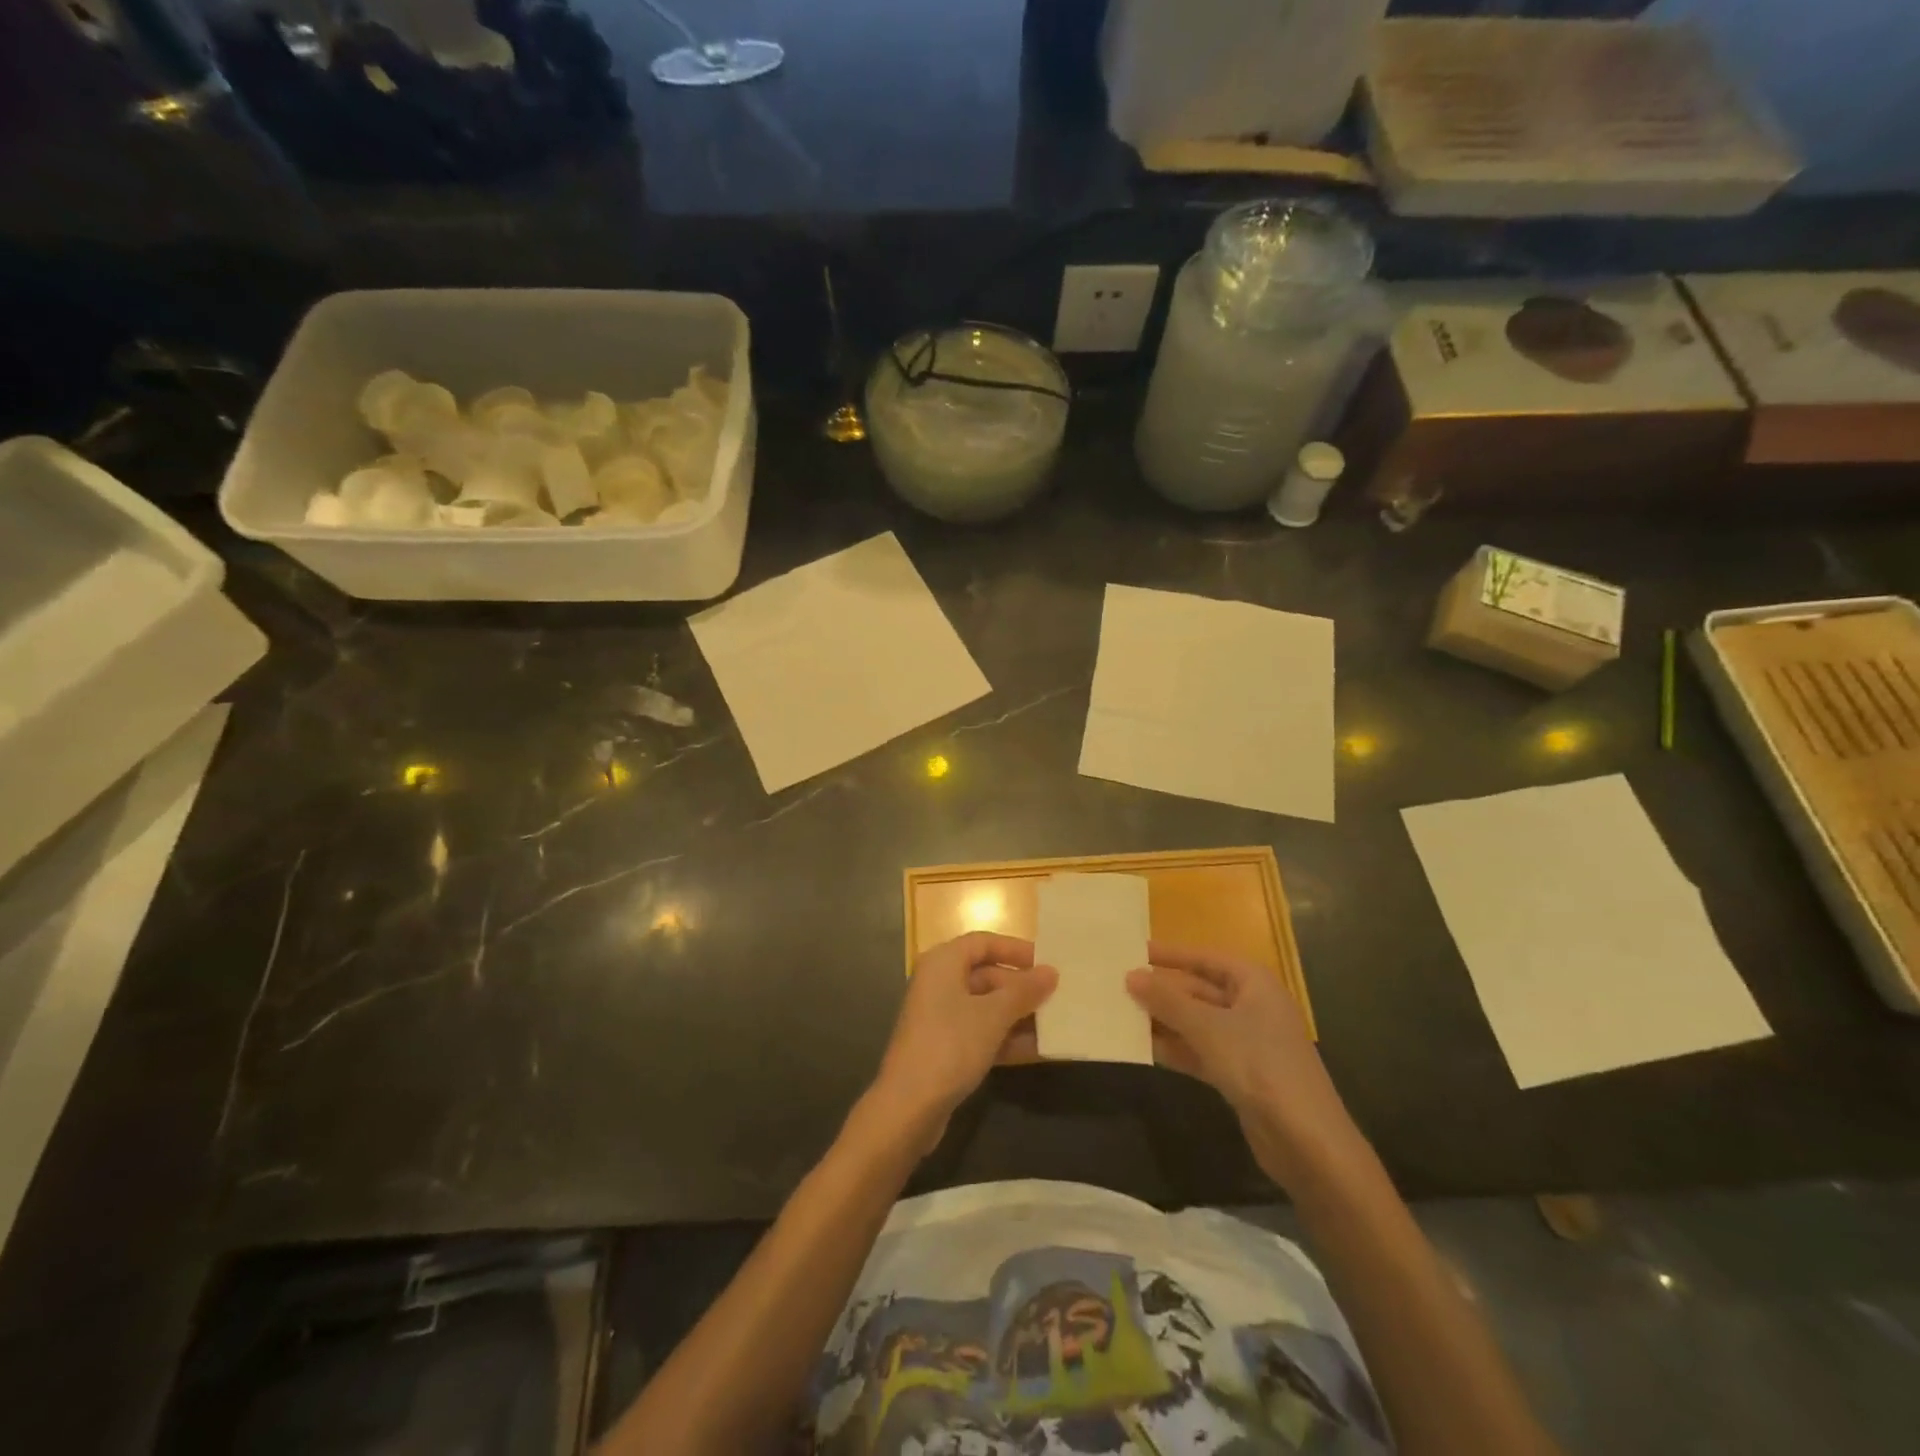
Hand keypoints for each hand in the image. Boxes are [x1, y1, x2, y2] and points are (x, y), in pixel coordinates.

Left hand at [873, 933, 1057, 1145]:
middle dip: (1021, 987)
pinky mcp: (945, 1048)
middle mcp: (939, 984)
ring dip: (1019, 1015)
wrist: (909, 1107)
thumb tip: (1051, 972)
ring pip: (986, 1007)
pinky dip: (1007, 1038)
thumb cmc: (950, 1045)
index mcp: (943, 963)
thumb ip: (1024, 991)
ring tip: (1057, 1024)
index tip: (1047, 962)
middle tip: (1058, 997)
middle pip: (987, 975)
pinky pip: (982, 1033)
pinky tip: (1039, 1050)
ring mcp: (941, 1018)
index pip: (983, 942)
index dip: (1015, 949)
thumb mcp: (993, 1015)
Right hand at [1127, 942, 1362, 1189]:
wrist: (1306, 1141)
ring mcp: (1247, 1042)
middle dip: (1162, 990)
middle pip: (1199, 990)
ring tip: (1122, 1014)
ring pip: (1197, 1022)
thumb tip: (1130, 976)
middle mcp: (1251, 1006)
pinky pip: (1200, 1051)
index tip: (1134, 950)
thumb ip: (1167, 1001)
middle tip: (1119, 985)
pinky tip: (1144, 1048)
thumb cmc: (1259, 1065)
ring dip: (1164, 1020)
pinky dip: (1176, 1048)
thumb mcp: (1207, 1027)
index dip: (1170, 954)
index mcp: (1253, 983)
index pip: (1205, 958)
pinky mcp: (1240, 1074)